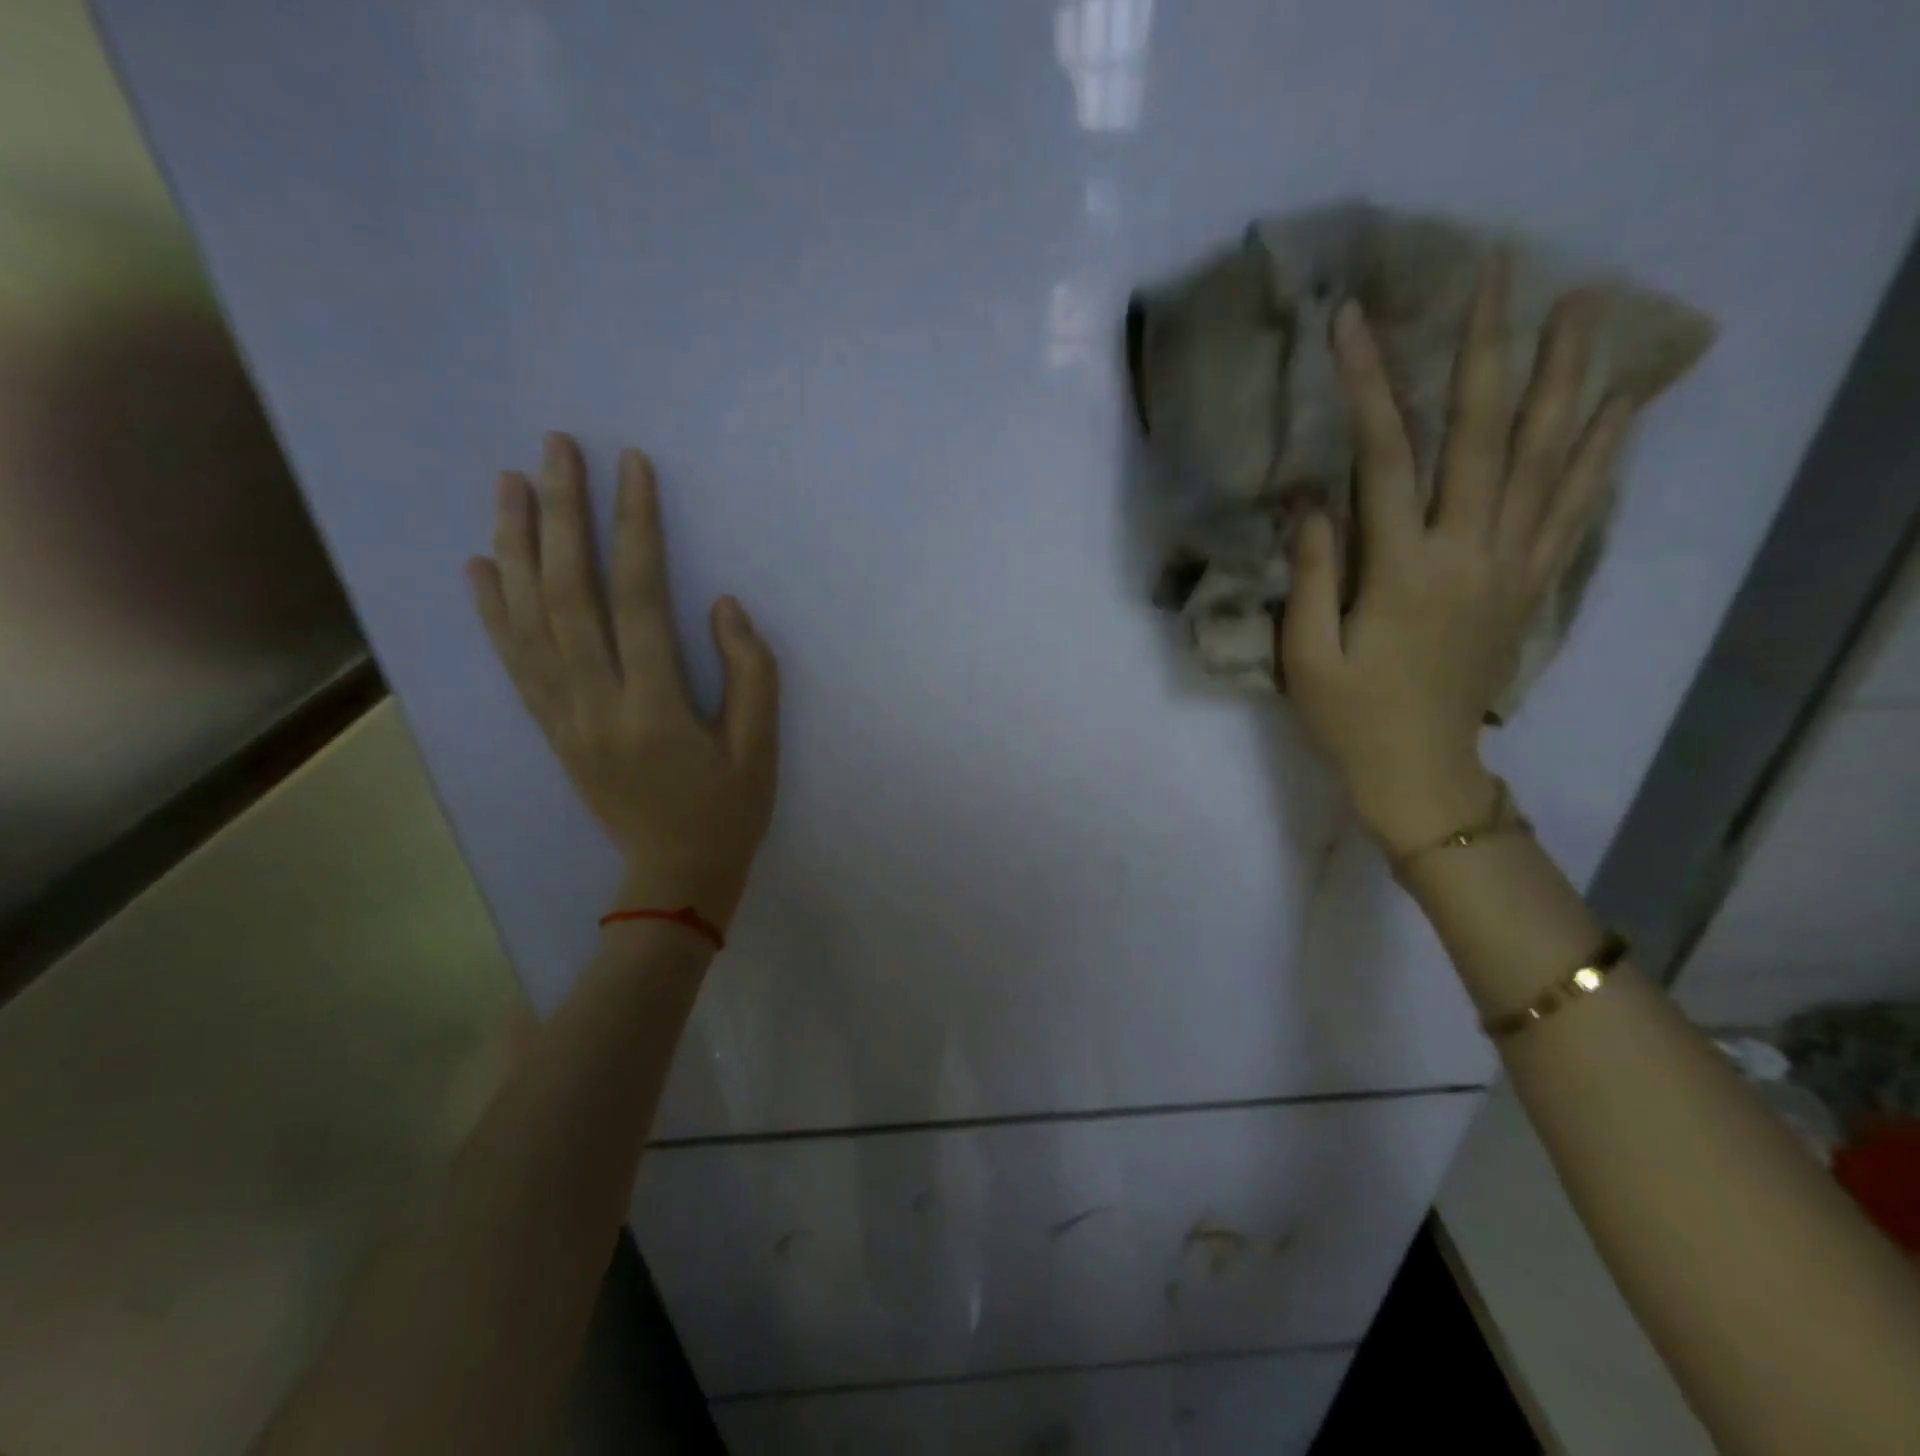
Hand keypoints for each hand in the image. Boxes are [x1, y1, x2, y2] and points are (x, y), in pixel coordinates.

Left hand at [466, 433, 778, 929]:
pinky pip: (513, 662)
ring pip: (527, 621)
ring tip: (509, 482)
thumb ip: (750, 672)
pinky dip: (491, 610)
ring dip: (515, 546)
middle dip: (561, 514)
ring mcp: (563, 717)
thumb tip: (721, 605)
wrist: (673, 877)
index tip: (631, 467)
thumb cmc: (728, 812)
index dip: (635, 529)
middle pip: (567, 595)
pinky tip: (478, 565)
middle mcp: (595, 705)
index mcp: (655, 709)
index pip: (638, 600)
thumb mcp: (762, 749)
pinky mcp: (550, 728)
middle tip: (555, 447)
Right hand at [1278, 267, 1632, 853]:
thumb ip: (1314, 574)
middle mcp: (1469, 553)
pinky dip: (1601, 451)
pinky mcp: (1529, 583)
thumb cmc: (1350, 717)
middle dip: (1488, 350)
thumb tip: (1311, 501)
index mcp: (1403, 571)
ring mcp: (1510, 566)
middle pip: (1484, 436)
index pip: (1385, 459)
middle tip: (1500, 272)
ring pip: (1547, 458)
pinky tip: (1618, 404)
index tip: (1354, 322)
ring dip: (1566, 378)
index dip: (1368, 386)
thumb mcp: (1307, 655)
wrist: (1421, 770)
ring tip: (1585, 305)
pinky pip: (1574, 507)